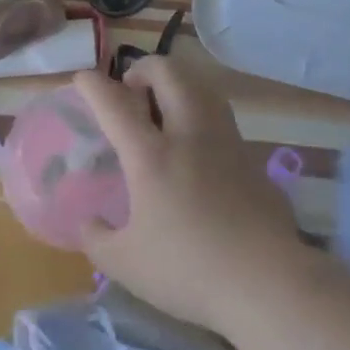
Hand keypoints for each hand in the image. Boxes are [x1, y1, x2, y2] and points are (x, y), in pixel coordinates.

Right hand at [73, 58, 304, 335]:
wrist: (267, 281)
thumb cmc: (189, 270)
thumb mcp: (126, 264)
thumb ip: (98, 239)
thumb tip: (89, 222)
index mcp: (151, 155)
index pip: (115, 104)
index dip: (93, 85)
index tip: (82, 79)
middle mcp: (189, 134)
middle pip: (168, 73)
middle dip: (144, 68)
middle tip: (131, 91)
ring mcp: (226, 141)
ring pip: (202, 86)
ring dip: (178, 83)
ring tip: (165, 108)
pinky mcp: (252, 158)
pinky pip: (222, 118)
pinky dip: (202, 114)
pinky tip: (198, 147)